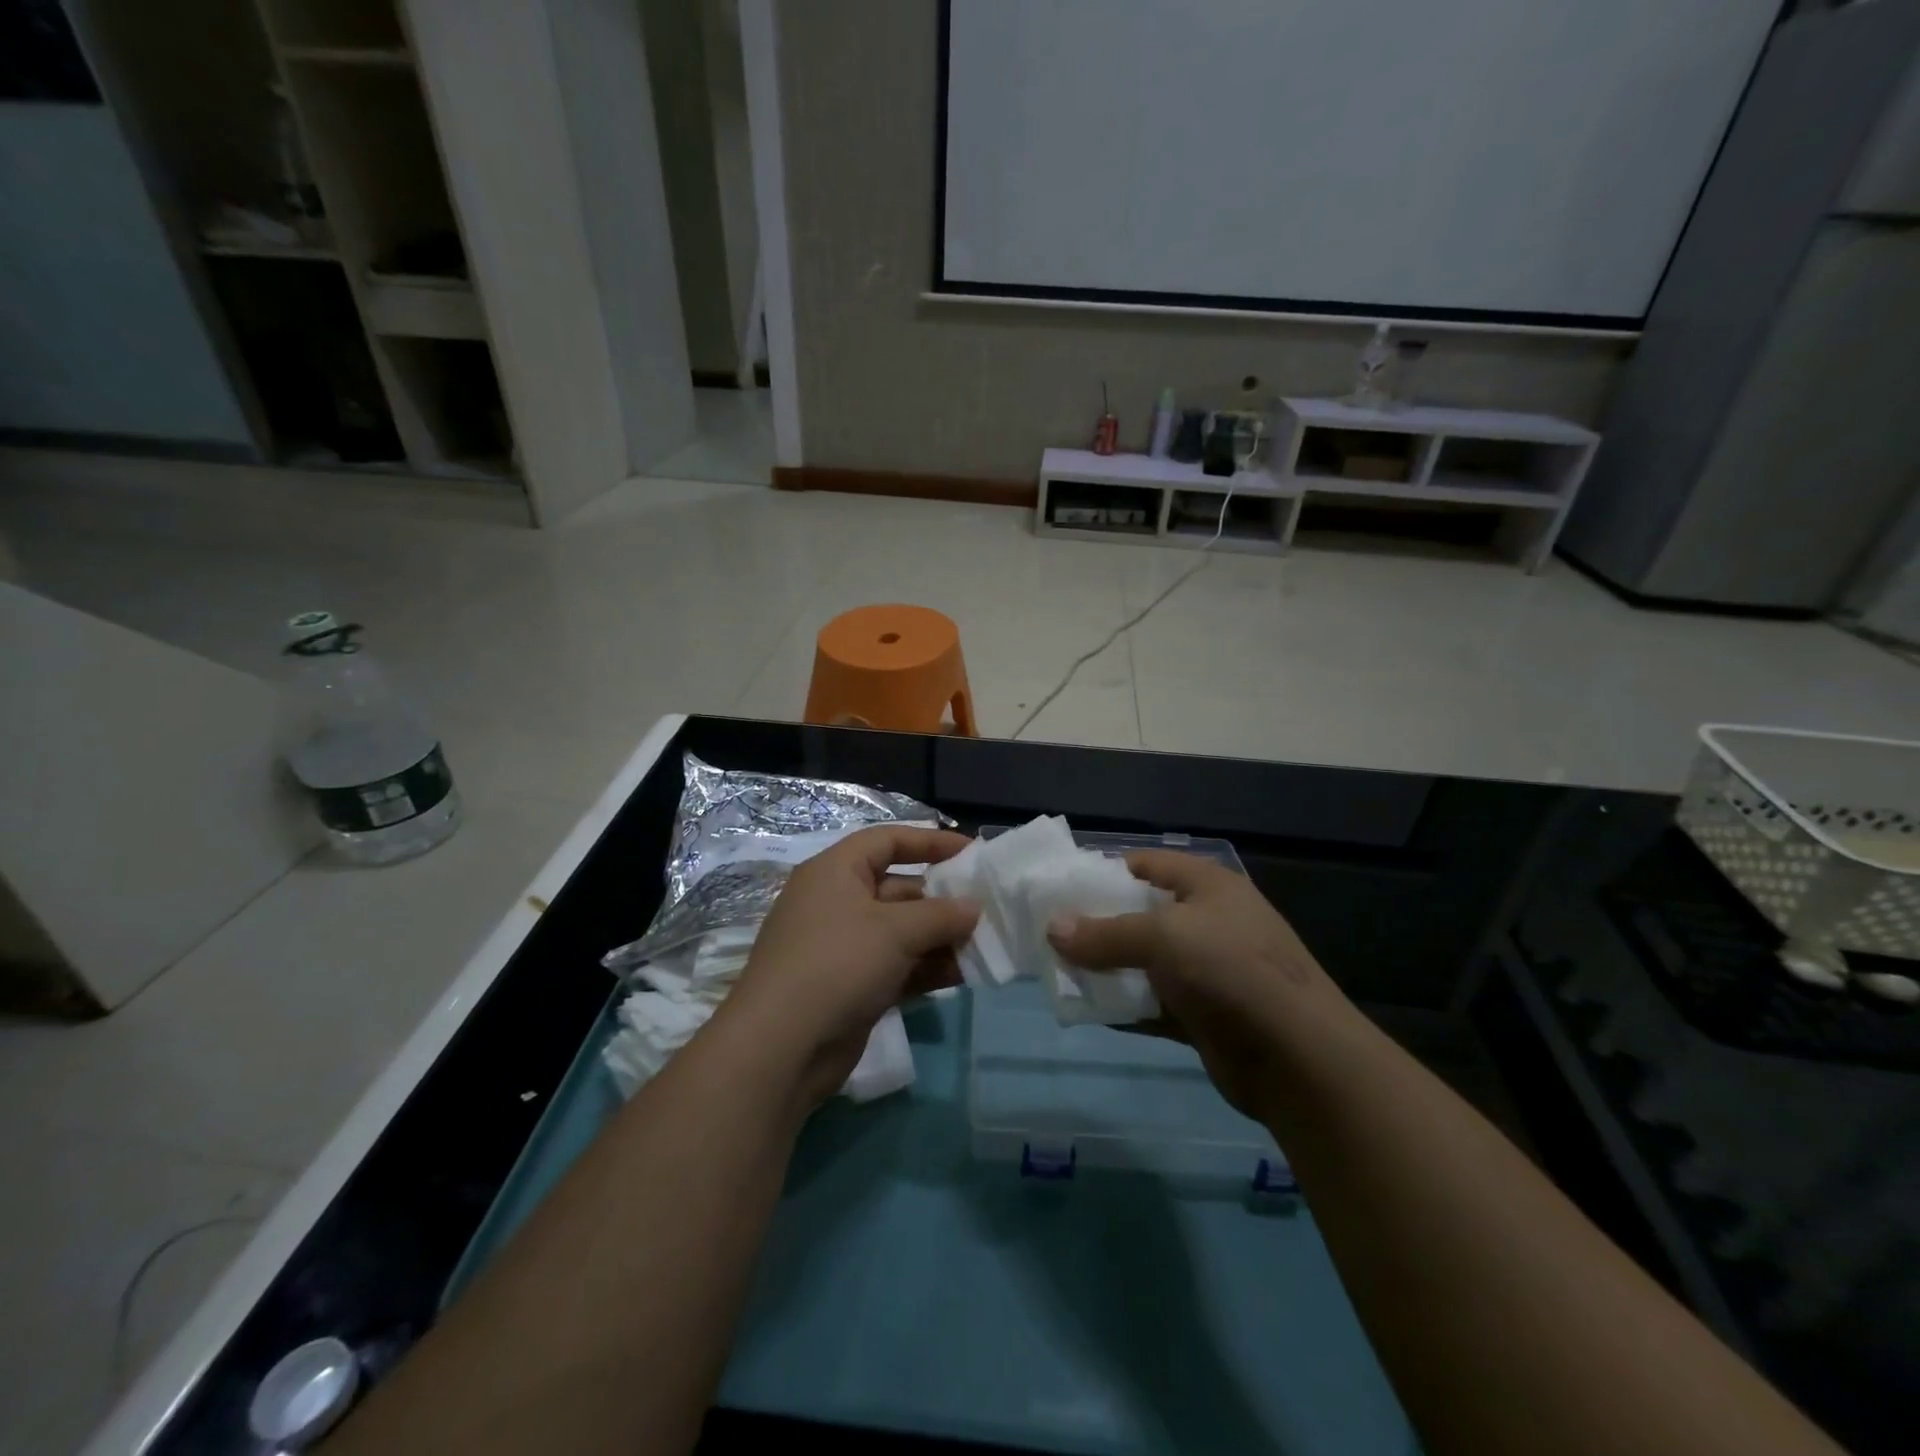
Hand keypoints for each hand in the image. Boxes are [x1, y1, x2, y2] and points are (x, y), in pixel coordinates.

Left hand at [722, 825, 979, 1105]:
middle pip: (899, 888)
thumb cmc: (837, 963)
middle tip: (987, 909)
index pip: (888, 841)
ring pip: (902, 932)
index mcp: (836, 871)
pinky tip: (964, 974)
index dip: (930, 842)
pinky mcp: (852, 986)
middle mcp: (838, 902)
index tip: (972, 853)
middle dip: (943, 899)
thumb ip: (941, 915)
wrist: (781, 1048)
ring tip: (985, 945)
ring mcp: (843, 947)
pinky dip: (927, 968)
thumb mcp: (895, 930)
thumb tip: (974, 908)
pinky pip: (898, 966)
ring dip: (941, 938)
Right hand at [1046, 850, 1350, 1119]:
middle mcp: (1208, 922)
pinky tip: (1088, 1010)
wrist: (1299, 1058)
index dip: (1105, 871)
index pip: (1148, 864)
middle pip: (1142, 914)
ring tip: (1060, 971)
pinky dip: (1124, 1007)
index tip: (1063, 889)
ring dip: (1107, 969)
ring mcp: (1207, 971)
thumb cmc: (1230, 970)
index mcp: (1208, 886)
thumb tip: (1052, 929)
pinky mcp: (1203, 1015)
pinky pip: (1152, 1004)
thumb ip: (1104, 933)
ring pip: (1145, 963)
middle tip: (1052, 934)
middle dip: (1099, 924)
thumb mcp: (1162, 938)